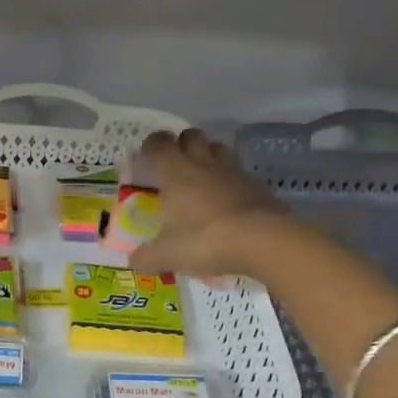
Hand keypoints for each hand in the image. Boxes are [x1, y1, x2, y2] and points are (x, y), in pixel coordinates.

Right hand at [130, 128, 290, 278]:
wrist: (263, 240)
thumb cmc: (206, 240)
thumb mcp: (168, 254)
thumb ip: (147, 256)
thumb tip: (133, 261)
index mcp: (175, 173)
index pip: (159, 143)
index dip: (151, 146)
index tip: (147, 158)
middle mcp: (203, 164)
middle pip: (191, 135)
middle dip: (182, 144)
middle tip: (176, 166)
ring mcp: (233, 172)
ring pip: (218, 148)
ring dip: (209, 156)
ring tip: (203, 178)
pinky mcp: (257, 185)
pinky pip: (239, 172)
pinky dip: (231, 180)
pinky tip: (229, 200)